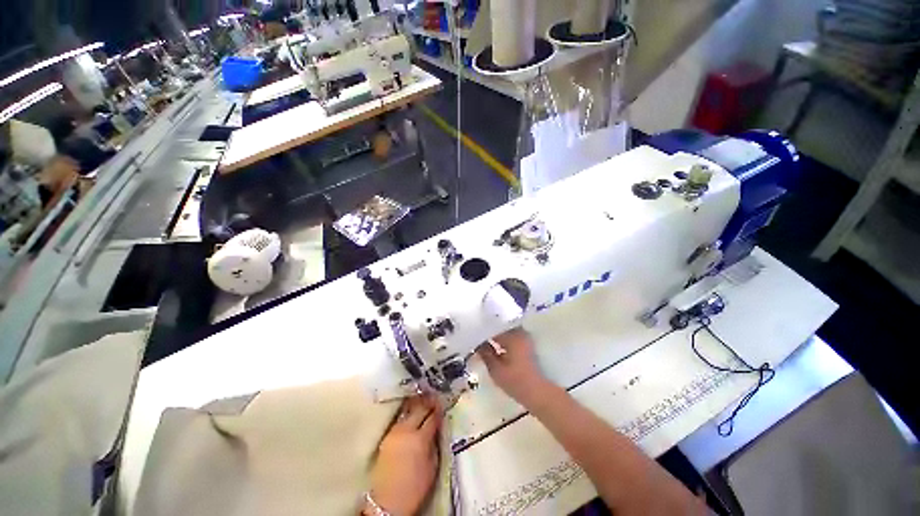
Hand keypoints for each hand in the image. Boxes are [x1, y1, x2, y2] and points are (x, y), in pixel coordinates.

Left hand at [369, 395, 441, 515]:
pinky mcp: (387, 436)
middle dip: (428, 402)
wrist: (387, 502)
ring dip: (418, 404)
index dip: (439, 409)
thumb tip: (437, 429)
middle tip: (435, 396)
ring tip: (424, 398)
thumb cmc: (414, 488)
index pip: (432, 417)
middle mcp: (406, 431)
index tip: (443, 403)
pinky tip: (412, 411)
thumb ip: (434, 443)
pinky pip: (400, 419)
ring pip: (408, 411)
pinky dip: (408, 413)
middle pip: (420, 409)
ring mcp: (395, 432)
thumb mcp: (432, 467)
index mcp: (420, 439)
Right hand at [477, 327, 550, 405]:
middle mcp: (519, 332)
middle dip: (488, 330)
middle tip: (476, 335)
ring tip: (483, 339)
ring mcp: (524, 338)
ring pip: (505, 331)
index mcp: (512, 335)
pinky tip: (494, 346)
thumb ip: (484, 353)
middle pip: (500, 326)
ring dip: (495, 335)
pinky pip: (511, 336)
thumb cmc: (515, 381)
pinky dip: (502, 339)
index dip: (481, 329)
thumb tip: (476, 343)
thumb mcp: (495, 369)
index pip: (493, 326)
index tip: (472, 332)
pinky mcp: (526, 344)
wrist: (537, 393)